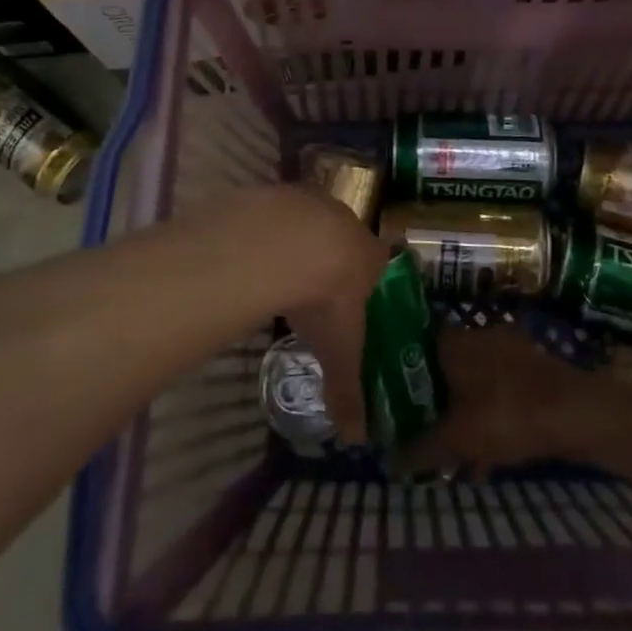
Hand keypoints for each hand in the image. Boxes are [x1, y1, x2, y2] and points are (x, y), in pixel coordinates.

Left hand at [229, 185, 391, 443]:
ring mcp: (311, 202)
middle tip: (313, 284)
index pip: (379, 263)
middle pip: (344, 238)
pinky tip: (252, 250)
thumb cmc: (326, 298)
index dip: (367, 278)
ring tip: (278, 268)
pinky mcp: (278, 192)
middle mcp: (346, 222)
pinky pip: (276, 212)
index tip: (353, 294)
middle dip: (331, 257)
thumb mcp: (339, 350)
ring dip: (298, 239)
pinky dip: (268, 228)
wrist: (289, 244)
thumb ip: (347, 390)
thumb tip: (356, 438)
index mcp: (370, 256)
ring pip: (310, 220)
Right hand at [396, 327, 600, 476]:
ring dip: (463, 413)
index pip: (414, 349)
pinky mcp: (532, 367)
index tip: (394, 404)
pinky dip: (490, 415)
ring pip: (473, 381)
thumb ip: (419, 449)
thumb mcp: (456, 439)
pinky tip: (490, 452)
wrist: (576, 413)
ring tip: (456, 453)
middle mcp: (477, 335)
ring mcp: (508, 348)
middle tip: (424, 433)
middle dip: (434, 402)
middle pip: (444, 367)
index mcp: (453, 341)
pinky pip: (498, 390)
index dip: (401, 377)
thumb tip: (387, 461)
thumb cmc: (506, 415)